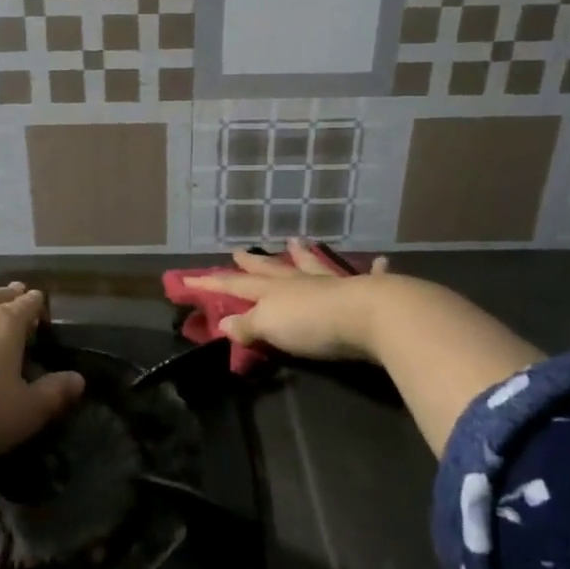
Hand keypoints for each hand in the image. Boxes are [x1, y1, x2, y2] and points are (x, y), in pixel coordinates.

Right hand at [183, 241, 394, 361]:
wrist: (370, 316)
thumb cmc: (312, 325)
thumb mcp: (270, 327)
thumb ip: (248, 325)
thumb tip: (223, 323)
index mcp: (273, 292)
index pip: (236, 285)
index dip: (212, 284)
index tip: (189, 278)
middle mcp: (300, 282)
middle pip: (271, 270)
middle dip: (254, 263)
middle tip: (240, 251)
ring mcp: (332, 284)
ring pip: (312, 266)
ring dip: (303, 256)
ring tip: (296, 241)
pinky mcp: (365, 292)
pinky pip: (368, 278)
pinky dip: (373, 270)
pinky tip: (380, 261)